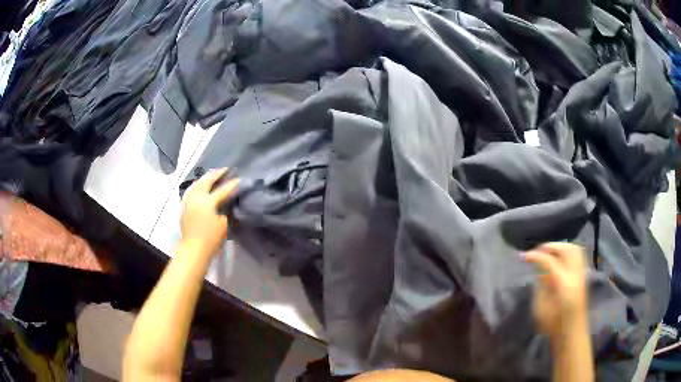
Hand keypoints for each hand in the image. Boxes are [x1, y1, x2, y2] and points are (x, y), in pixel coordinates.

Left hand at [180, 168, 238, 254]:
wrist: (193, 249)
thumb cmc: (211, 238)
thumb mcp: (223, 224)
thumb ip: (224, 211)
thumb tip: (223, 204)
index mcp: (208, 201)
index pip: (222, 190)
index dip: (232, 185)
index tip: (239, 179)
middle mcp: (197, 198)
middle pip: (206, 181)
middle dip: (216, 174)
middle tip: (224, 169)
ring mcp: (188, 201)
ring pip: (196, 184)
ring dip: (204, 178)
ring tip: (210, 175)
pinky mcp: (184, 207)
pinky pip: (190, 191)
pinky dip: (196, 186)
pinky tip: (198, 186)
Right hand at [524, 243, 588, 340]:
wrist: (571, 333)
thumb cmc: (553, 325)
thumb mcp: (541, 309)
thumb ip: (540, 287)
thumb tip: (540, 273)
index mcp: (564, 284)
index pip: (550, 261)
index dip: (536, 256)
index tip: (524, 256)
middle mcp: (575, 275)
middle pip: (566, 249)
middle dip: (550, 246)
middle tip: (537, 250)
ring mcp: (581, 274)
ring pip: (574, 249)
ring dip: (560, 246)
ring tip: (548, 251)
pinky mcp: (583, 276)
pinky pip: (577, 256)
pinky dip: (567, 252)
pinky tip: (558, 259)